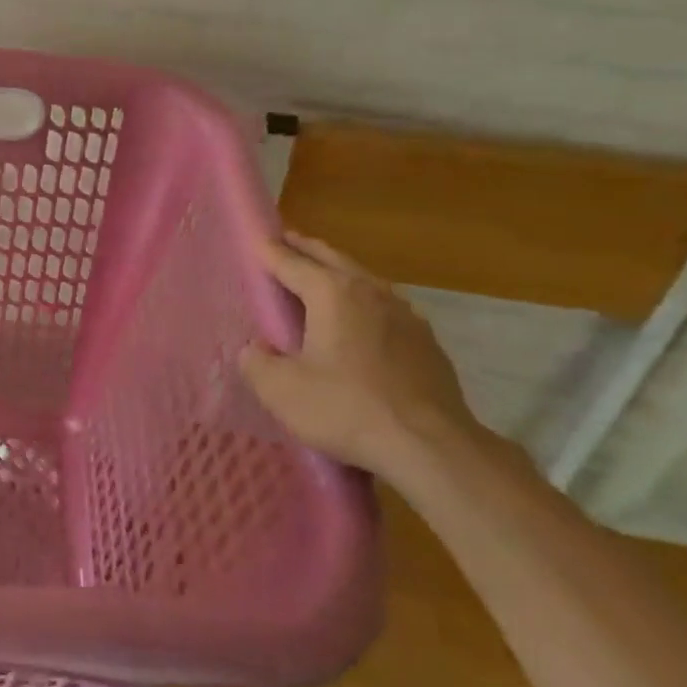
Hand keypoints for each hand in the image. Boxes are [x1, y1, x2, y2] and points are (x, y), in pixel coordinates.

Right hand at [238, 230, 477, 481]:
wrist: (432, 448)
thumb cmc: (347, 409)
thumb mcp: (281, 390)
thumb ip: (257, 363)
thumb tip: (255, 349)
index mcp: (331, 293)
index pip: (291, 262)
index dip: (268, 251)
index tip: (255, 238)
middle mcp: (370, 291)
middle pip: (331, 258)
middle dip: (306, 249)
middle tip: (286, 240)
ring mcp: (405, 314)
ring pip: (363, 278)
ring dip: (339, 271)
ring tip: (322, 274)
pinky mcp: (426, 341)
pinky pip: (385, 306)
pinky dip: (365, 300)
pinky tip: (363, 318)